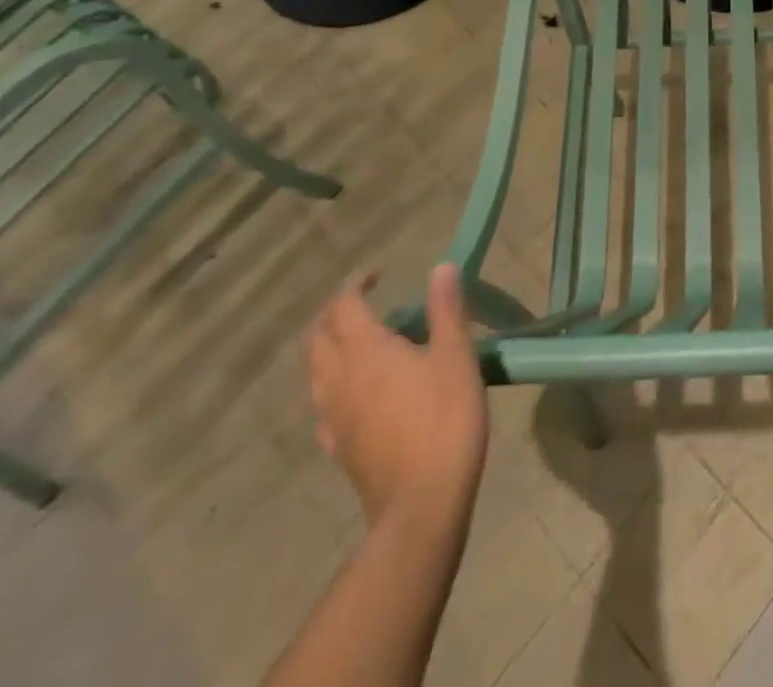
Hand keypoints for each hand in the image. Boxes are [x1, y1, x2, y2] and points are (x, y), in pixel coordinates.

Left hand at [308, 265, 489, 527]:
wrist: (422, 504)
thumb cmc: (445, 420)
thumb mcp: (456, 357)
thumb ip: (446, 310)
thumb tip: (440, 268)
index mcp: (367, 351)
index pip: (344, 306)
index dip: (356, 284)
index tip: (378, 274)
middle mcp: (340, 379)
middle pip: (319, 338)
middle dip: (336, 313)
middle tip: (366, 303)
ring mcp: (334, 418)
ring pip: (316, 372)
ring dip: (331, 347)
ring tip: (362, 342)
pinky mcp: (339, 448)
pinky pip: (324, 406)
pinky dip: (334, 385)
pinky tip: (356, 393)